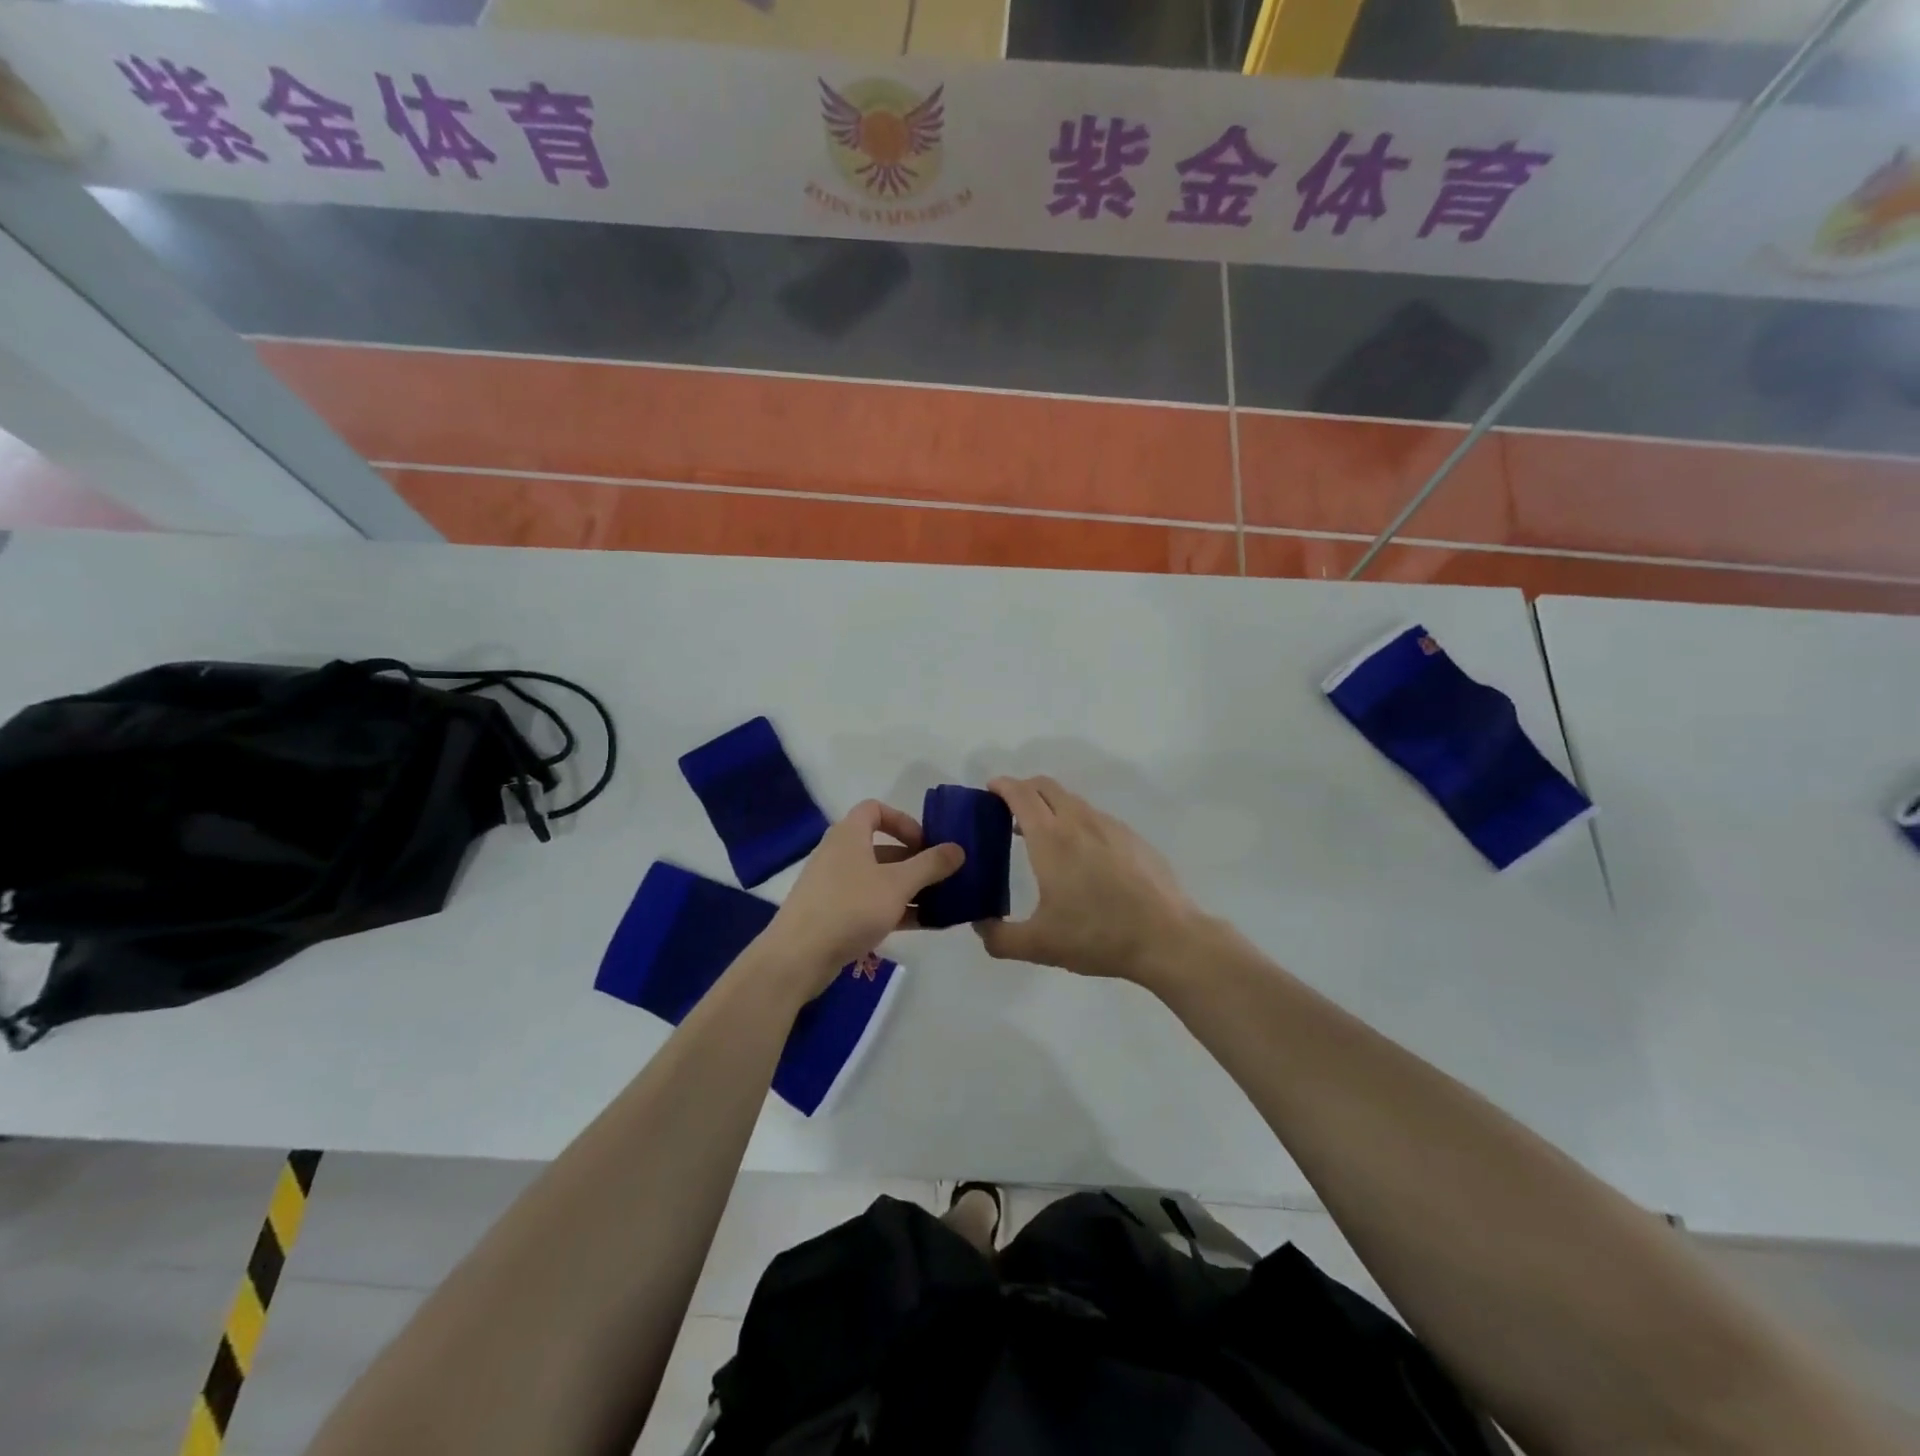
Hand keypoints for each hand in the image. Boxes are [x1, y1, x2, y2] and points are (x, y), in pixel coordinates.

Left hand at [762, 800, 964, 995]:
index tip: (926, 843)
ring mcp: (835, 886)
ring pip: (879, 879)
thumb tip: (958, 848)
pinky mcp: (834, 914)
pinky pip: (871, 903)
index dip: (903, 821)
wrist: (798, 957)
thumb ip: (930, 865)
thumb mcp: (898, 884)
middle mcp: (840, 854)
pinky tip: (924, 925)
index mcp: (849, 835)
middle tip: (943, 876)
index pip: (876, 810)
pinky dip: (896, 909)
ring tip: (941, 903)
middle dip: (915, 861)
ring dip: (909, 888)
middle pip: (882, 847)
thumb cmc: (850, 907)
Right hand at [975, 776, 1199, 988]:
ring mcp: (1110, 826)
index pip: (1021, 794)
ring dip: (1051, 807)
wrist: (1166, 938)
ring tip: (1042, 837)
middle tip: (1008, 812)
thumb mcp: (1039, 945)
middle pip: (1046, 786)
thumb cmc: (1097, 936)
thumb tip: (980, 926)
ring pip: (1073, 801)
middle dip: (1023, 790)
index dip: (1002, 786)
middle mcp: (1079, 821)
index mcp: (1051, 838)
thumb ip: (1000, 937)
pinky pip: (1095, 818)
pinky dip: (1077, 823)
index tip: (989, 790)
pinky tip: (1082, 858)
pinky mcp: (1133, 838)